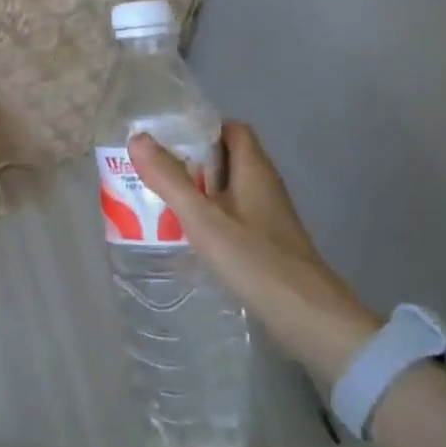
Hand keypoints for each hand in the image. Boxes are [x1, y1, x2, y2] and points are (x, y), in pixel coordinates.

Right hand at [130, 122, 378, 377]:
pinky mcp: (268, 243)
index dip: (201, 128)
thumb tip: (137, 138)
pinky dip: (210, 217)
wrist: (308, 317)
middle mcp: (264, 186)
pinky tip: (188, 235)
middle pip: (227, 159)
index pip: (231, 129)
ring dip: (198, 191)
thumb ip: (169, 179)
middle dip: (191, 162)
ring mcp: (269, 216)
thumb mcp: (202, 218)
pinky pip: (233, 216)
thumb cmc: (254, 259)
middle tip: (154, 172)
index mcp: (254, 169)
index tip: (166, 140)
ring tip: (160, 201)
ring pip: (229, 190)